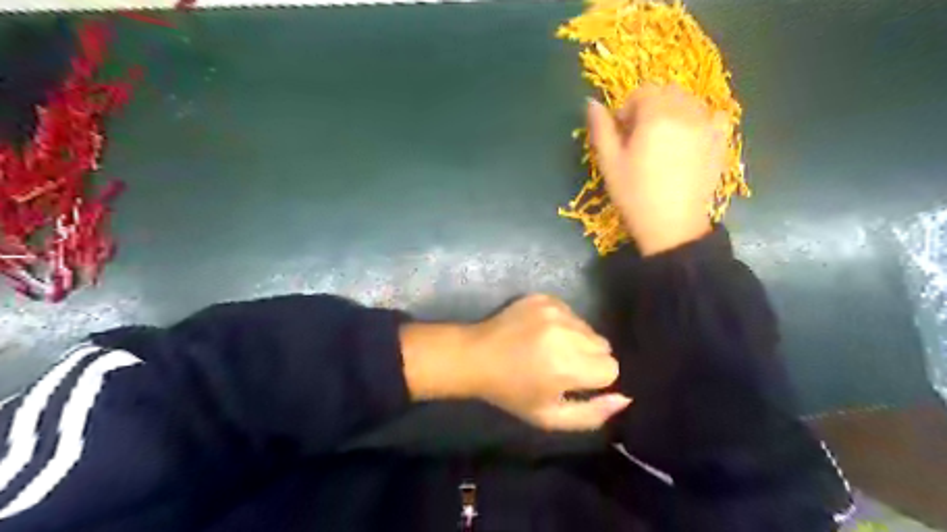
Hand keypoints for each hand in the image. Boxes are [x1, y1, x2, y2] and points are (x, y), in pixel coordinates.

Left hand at [403, 295, 631, 432]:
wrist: (476, 356)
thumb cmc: (511, 391)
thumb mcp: (549, 417)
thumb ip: (591, 414)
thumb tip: (625, 398)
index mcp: (567, 365)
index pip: (611, 368)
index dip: (594, 379)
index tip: (573, 381)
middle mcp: (565, 332)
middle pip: (604, 345)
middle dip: (589, 358)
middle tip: (560, 366)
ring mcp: (554, 310)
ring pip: (588, 328)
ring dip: (577, 340)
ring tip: (549, 349)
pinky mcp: (544, 297)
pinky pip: (571, 312)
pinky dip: (563, 324)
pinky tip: (540, 333)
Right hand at [589, 83, 725, 255]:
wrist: (672, 226)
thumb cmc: (635, 195)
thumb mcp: (610, 163)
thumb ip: (601, 129)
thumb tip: (591, 102)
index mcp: (656, 116)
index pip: (642, 91)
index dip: (627, 109)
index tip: (622, 133)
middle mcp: (686, 112)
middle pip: (667, 92)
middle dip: (651, 107)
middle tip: (641, 137)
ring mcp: (708, 125)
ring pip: (690, 102)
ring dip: (673, 112)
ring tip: (663, 141)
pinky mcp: (720, 141)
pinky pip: (712, 116)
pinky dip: (699, 120)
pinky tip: (689, 142)